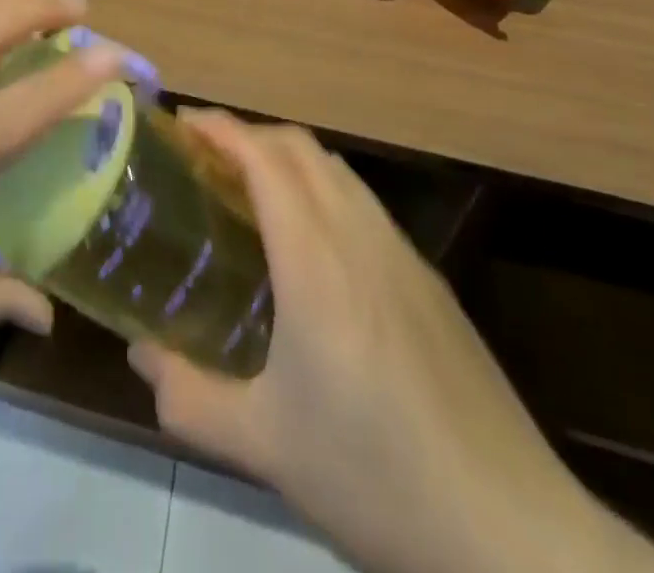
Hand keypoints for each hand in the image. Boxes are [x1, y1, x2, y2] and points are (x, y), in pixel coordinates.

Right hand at [126, 113, 653, 572]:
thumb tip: (140, 355)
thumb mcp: (264, 446)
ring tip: (248, 188)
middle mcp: (361, 237)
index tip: (181, 122)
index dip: (220, 128)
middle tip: (203, 156)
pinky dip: (322, 186)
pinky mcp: (429, 280)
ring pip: (337, 169)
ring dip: (287, 157)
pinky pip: (363, 201)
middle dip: (248, 134)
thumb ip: (189, 397)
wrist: (514, 534)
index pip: (264, 159)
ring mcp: (403, 255)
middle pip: (301, 147)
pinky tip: (310, 242)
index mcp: (317, 261)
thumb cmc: (377, 477)